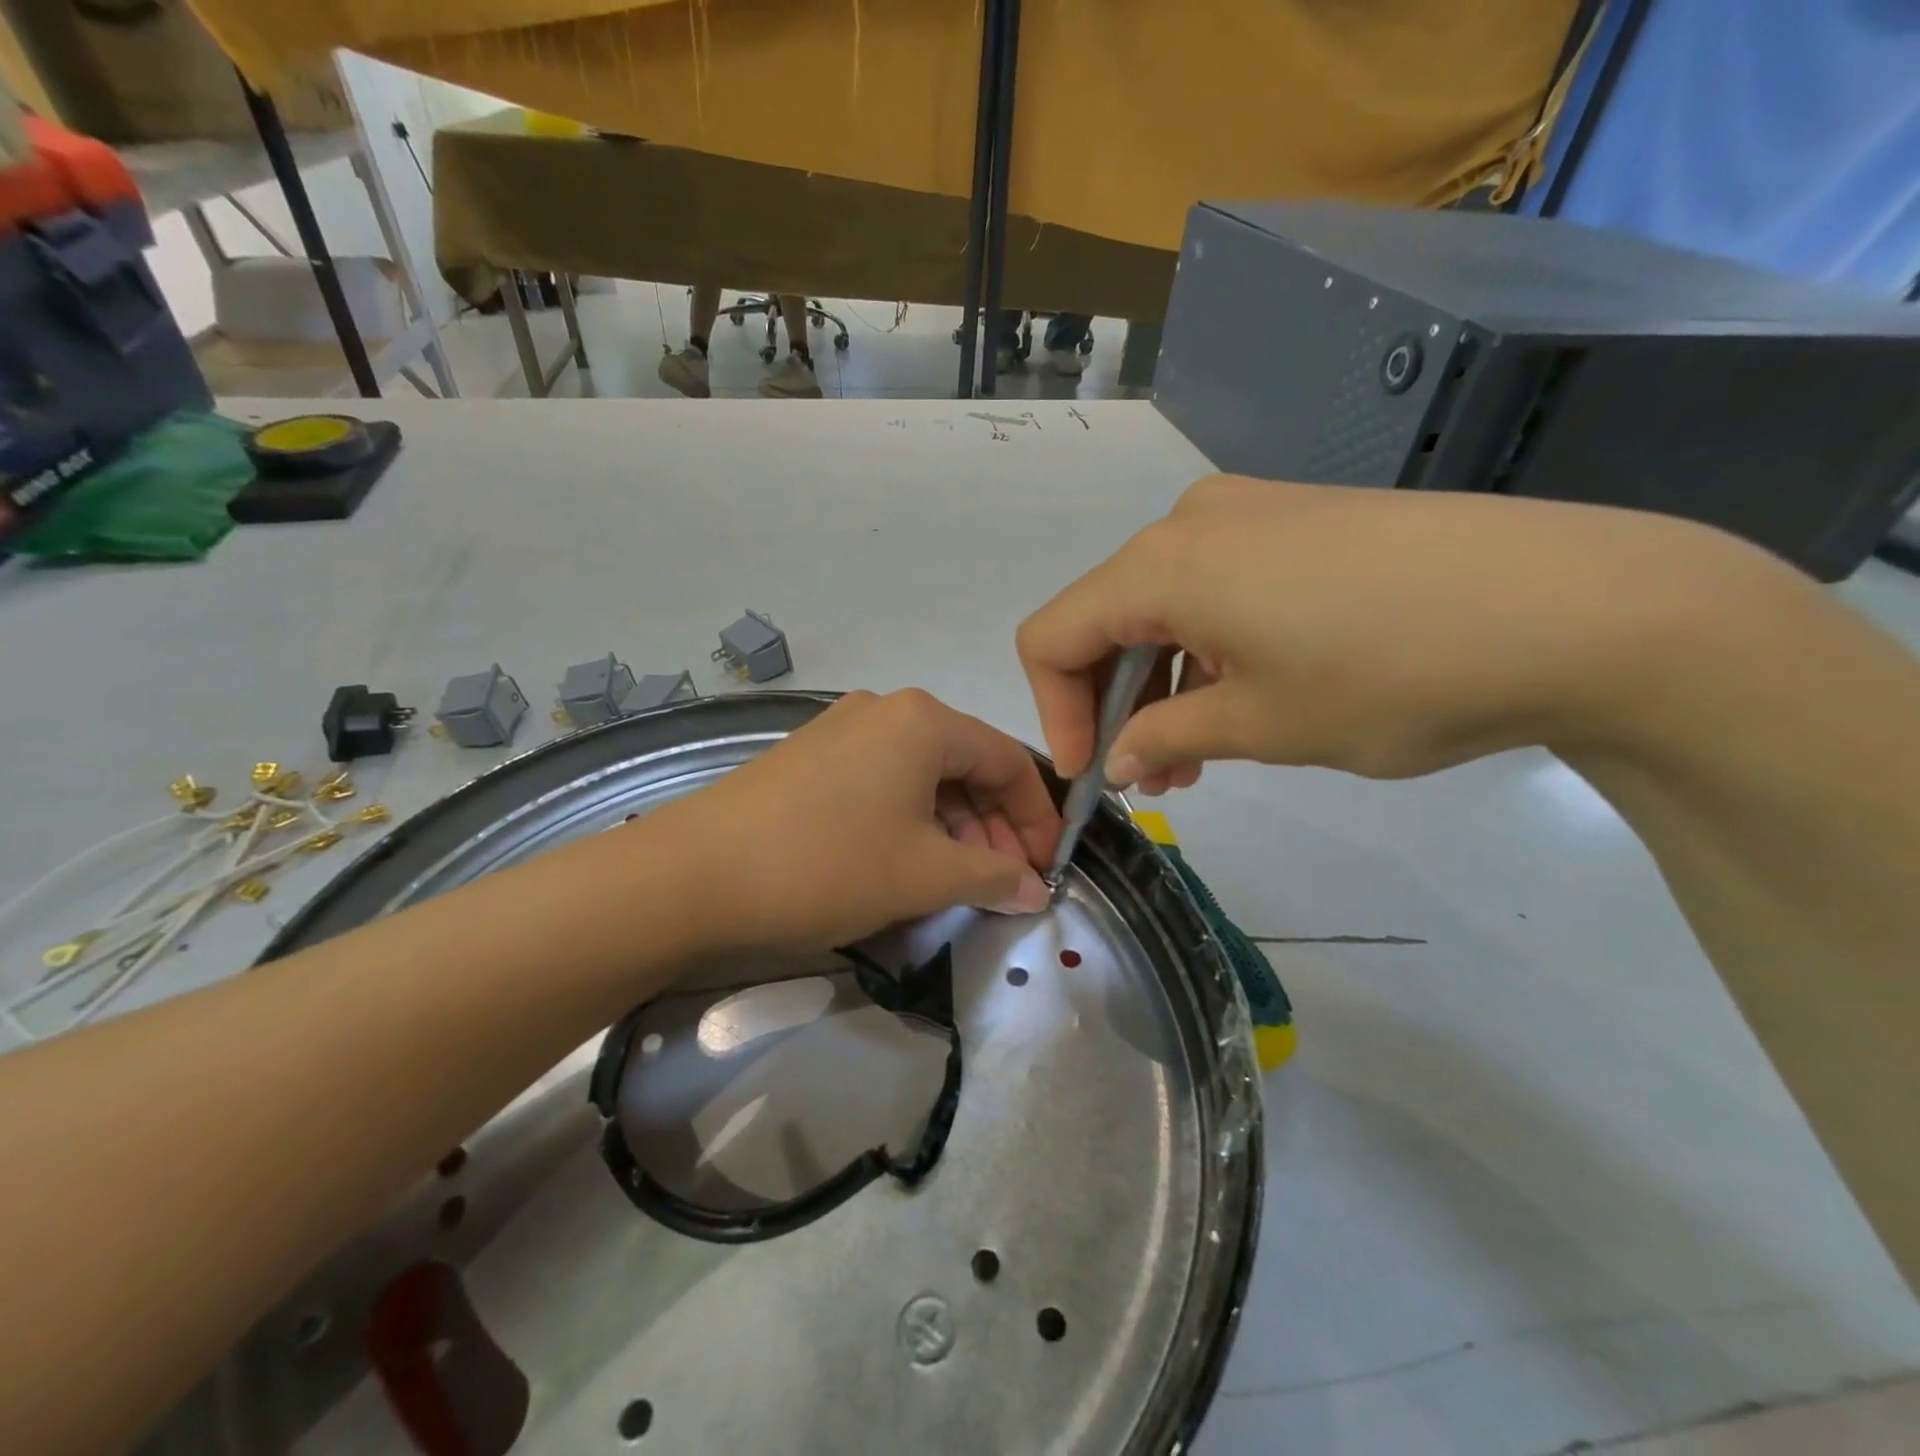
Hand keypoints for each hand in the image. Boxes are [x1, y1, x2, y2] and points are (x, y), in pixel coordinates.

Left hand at [650, 689, 1059, 950]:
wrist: (691, 876)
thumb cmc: (827, 865)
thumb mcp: (924, 875)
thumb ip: (992, 877)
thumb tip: (1031, 889)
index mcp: (924, 720)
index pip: (1008, 760)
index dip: (1037, 818)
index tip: (1045, 868)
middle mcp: (886, 710)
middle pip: (965, 766)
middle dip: (993, 827)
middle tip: (1001, 884)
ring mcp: (841, 730)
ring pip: (923, 777)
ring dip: (952, 828)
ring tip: (955, 883)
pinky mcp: (810, 759)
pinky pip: (882, 783)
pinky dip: (909, 822)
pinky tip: (904, 864)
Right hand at [1016, 474, 1788, 787]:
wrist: (1579, 607)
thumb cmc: (1392, 676)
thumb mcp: (1260, 726)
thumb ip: (1164, 739)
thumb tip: (1115, 761)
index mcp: (1162, 566)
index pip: (1052, 637)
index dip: (1054, 713)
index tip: (1091, 776)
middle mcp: (1189, 523)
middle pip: (1103, 618)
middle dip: (1110, 705)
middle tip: (1147, 778)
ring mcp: (1249, 512)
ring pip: (1161, 607)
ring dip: (1160, 684)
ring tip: (1197, 758)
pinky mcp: (1298, 520)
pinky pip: (1213, 588)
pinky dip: (1204, 649)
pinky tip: (1243, 698)